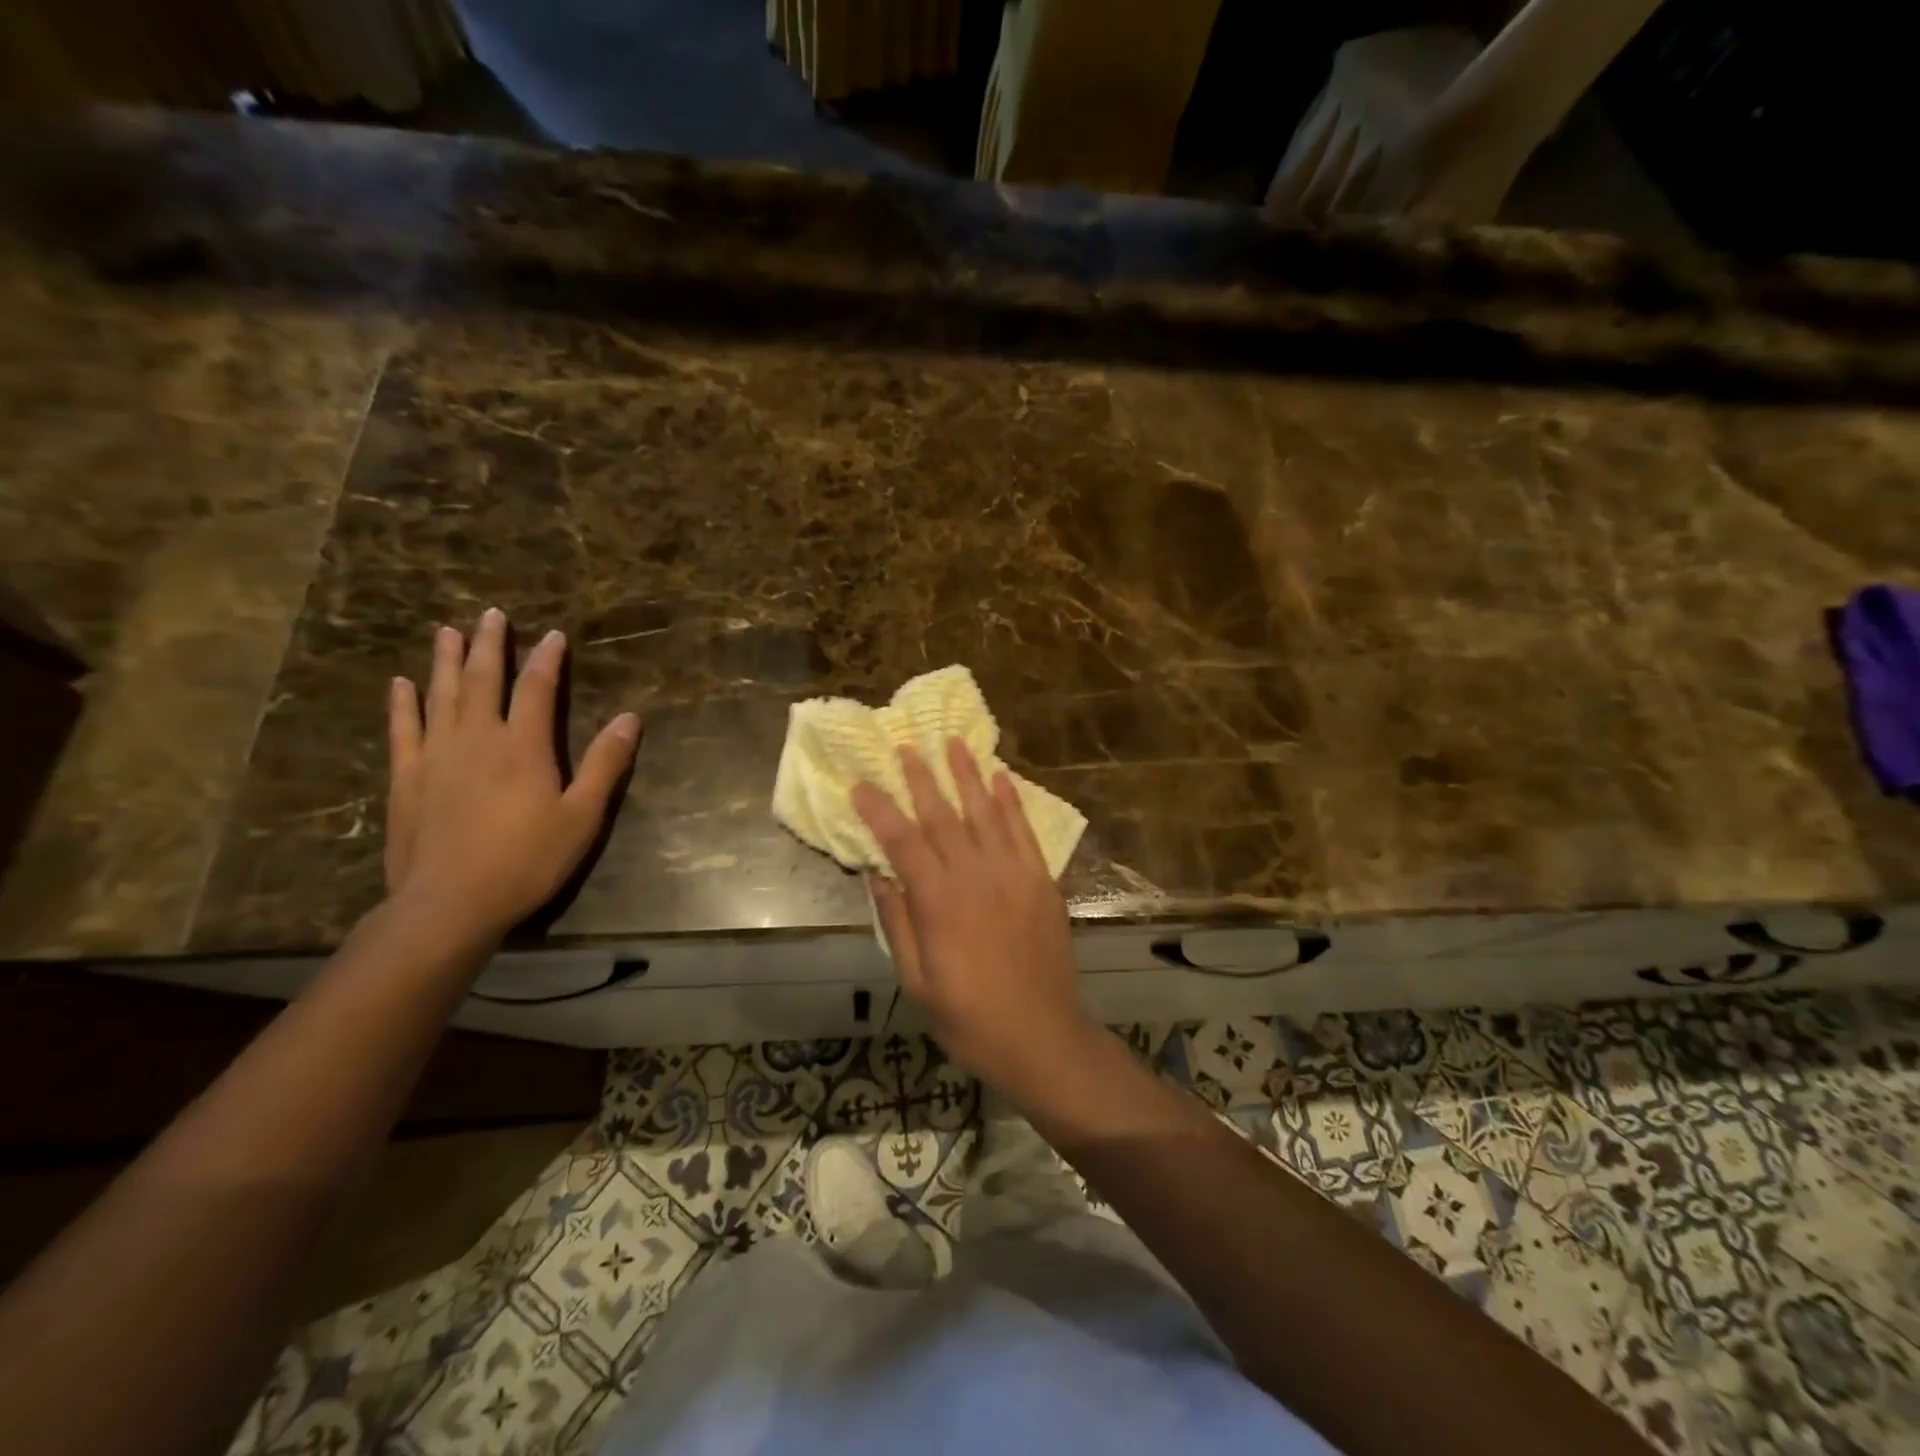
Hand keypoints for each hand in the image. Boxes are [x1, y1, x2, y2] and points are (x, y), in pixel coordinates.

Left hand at [385, 608, 640, 943]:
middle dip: (489, 644)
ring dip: (445, 660)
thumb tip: (631, 718)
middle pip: (482, 680)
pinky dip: (403, 703)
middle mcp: (478, 738)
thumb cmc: (527, 860)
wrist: (449, 903)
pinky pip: (404, 729)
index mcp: (524, 746)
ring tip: (447, 631)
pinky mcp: (407, 778)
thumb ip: (605, 764)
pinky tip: (401, 683)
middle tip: (490, 614)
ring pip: (440, 695)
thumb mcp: (582, 816)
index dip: (547, 659)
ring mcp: (436, 755)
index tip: (553, 634)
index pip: (537, 689)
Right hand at [852, 739, 1096, 1100]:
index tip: (861, 784)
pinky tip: (1002, 778)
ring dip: (967, 774)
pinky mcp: (1041, 879)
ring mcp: (1013, 873)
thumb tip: (877, 874)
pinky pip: (1024, 830)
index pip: (901, 840)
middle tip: (906, 745)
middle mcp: (975, 874)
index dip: (878, 809)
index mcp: (938, 901)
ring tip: (952, 743)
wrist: (1042, 1036)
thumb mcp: (917, 980)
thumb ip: (898, 922)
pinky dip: (1012, 801)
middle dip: (921, 777)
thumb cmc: (969, 1017)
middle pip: (942, 814)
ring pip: (985, 811)